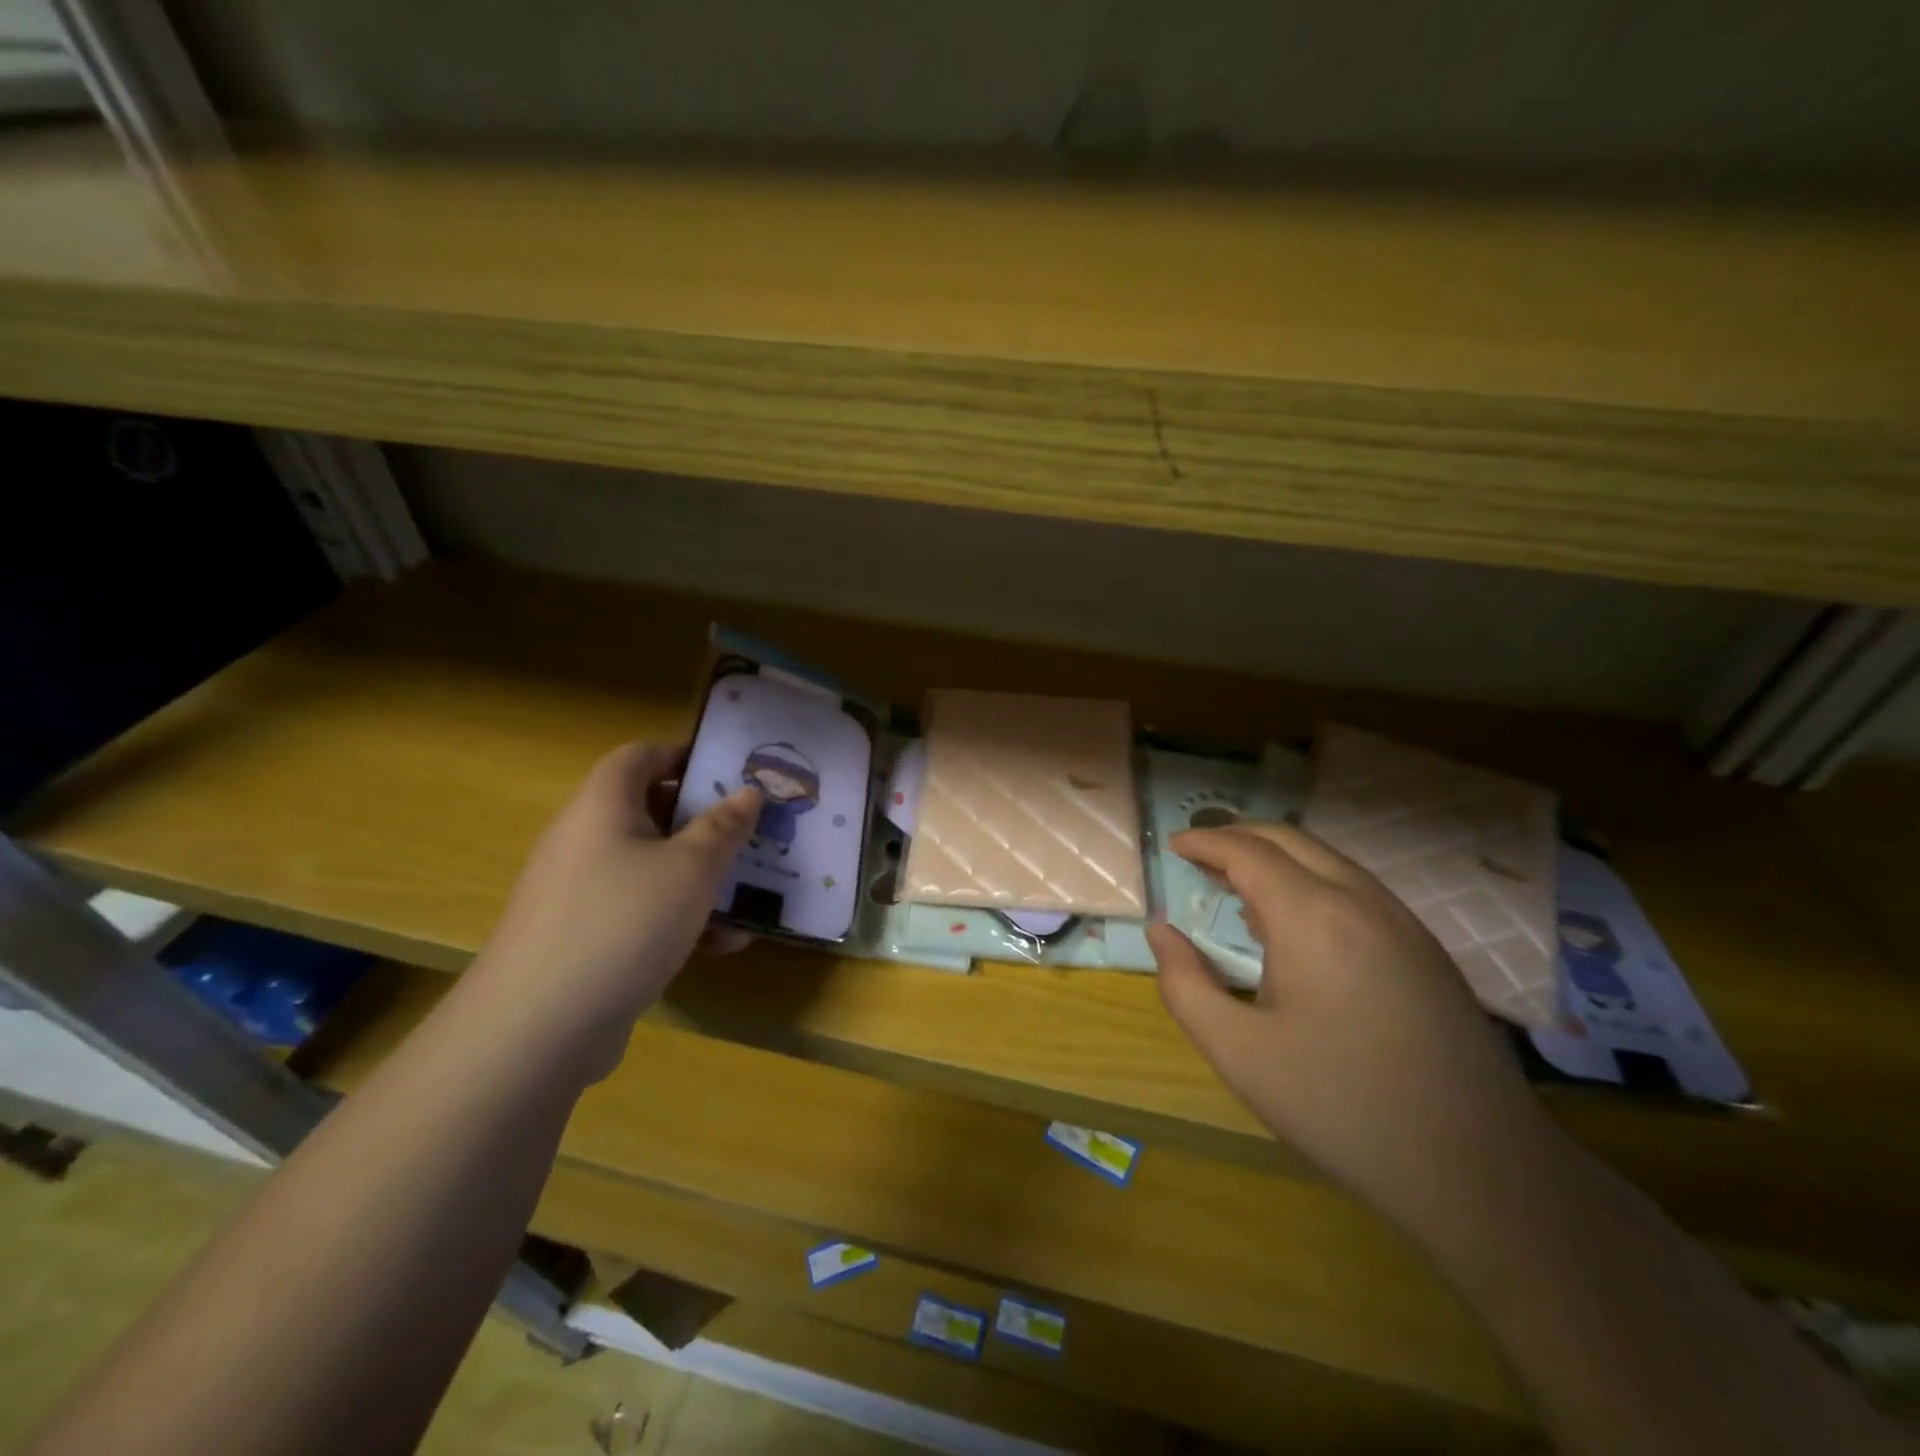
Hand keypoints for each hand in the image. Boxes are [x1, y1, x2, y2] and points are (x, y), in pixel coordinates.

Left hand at [465, 742, 760, 1081]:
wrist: (538, 1027)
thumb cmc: (624, 922)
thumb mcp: (692, 868)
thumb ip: (725, 826)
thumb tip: (748, 792)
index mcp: (603, 805)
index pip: (640, 755)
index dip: (685, 755)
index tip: (732, 773)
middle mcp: (585, 839)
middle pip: (649, 810)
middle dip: (705, 822)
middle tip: (751, 833)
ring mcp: (580, 891)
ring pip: (650, 866)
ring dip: (699, 876)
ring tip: (748, 893)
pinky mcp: (583, 937)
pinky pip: (638, 910)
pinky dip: (678, 918)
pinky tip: (720, 945)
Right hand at [1147, 823, 1557, 1240]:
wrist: (1480, 1170)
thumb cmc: (1342, 1107)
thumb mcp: (1239, 1054)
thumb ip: (1185, 985)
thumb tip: (1161, 932)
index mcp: (1313, 917)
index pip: (1248, 851)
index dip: (1206, 842)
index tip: (1174, 845)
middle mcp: (1362, 901)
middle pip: (1291, 840)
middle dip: (1240, 837)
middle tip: (1201, 856)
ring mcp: (1404, 923)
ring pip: (1330, 861)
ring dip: (1278, 860)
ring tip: (1240, 888)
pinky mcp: (1428, 950)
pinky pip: (1358, 890)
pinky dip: (1313, 883)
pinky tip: (1299, 928)